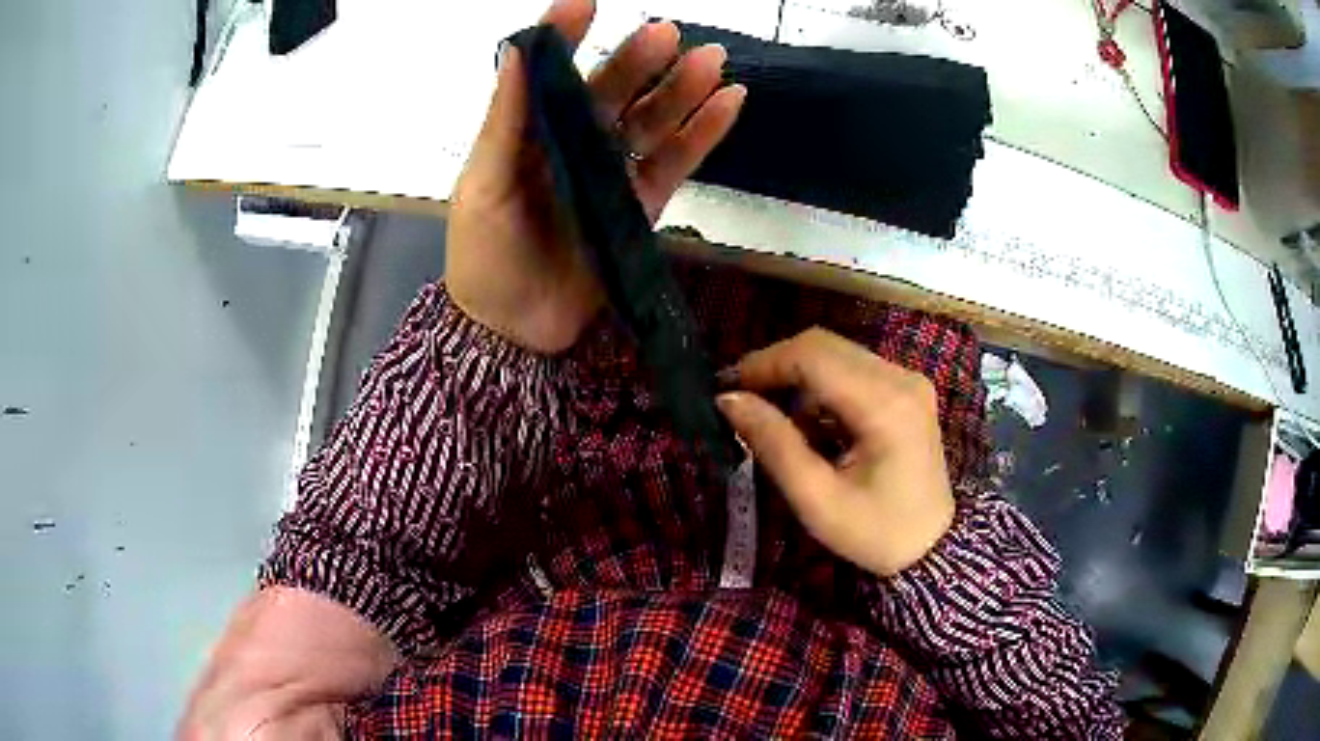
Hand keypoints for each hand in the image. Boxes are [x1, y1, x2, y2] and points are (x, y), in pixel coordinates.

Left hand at [446, 0, 746, 352]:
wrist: (515, 329)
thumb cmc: (485, 256)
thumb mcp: (482, 186)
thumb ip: (504, 120)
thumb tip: (517, 51)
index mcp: (529, 131)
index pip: (551, 70)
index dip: (567, 34)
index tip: (585, 1)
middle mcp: (574, 141)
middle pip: (612, 90)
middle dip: (639, 60)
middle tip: (668, 33)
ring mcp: (613, 170)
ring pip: (653, 119)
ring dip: (682, 89)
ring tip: (711, 60)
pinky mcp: (643, 202)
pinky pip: (677, 160)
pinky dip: (704, 132)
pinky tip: (727, 102)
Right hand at [716, 328, 954, 576]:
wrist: (933, 548)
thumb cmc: (875, 533)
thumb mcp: (817, 500)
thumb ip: (774, 445)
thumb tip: (729, 400)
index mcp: (884, 405)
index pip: (813, 355)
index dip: (763, 364)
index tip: (726, 389)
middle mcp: (901, 378)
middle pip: (825, 345)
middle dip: (776, 366)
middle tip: (741, 400)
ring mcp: (908, 380)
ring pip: (837, 353)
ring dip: (798, 377)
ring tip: (773, 419)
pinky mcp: (907, 390)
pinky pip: (853, 369)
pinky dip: (821, 387)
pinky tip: (810, 424)